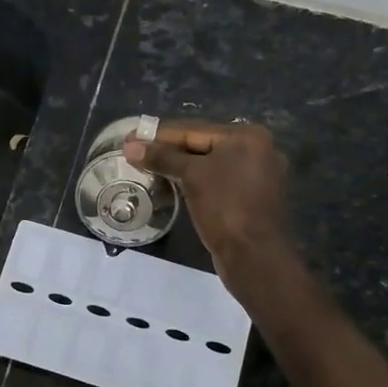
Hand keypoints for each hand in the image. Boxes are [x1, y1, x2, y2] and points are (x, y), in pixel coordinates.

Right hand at [124, 120, 296, 287]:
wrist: (255, 256)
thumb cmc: (226, 207)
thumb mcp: (192, 176)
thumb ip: (162, 158)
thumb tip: (130, 147)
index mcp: (247, 136)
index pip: (193, 129)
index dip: (158, 135)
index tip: (130, 139)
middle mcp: (257, 150)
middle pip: (202, 145)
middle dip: (167, 151)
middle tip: (135, 155)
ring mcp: (257, 176)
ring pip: (208, 165)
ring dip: (179, 168)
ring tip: (148, 170)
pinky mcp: (251, 198)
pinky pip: (216, 182)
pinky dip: (194, 183)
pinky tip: (172, 187)